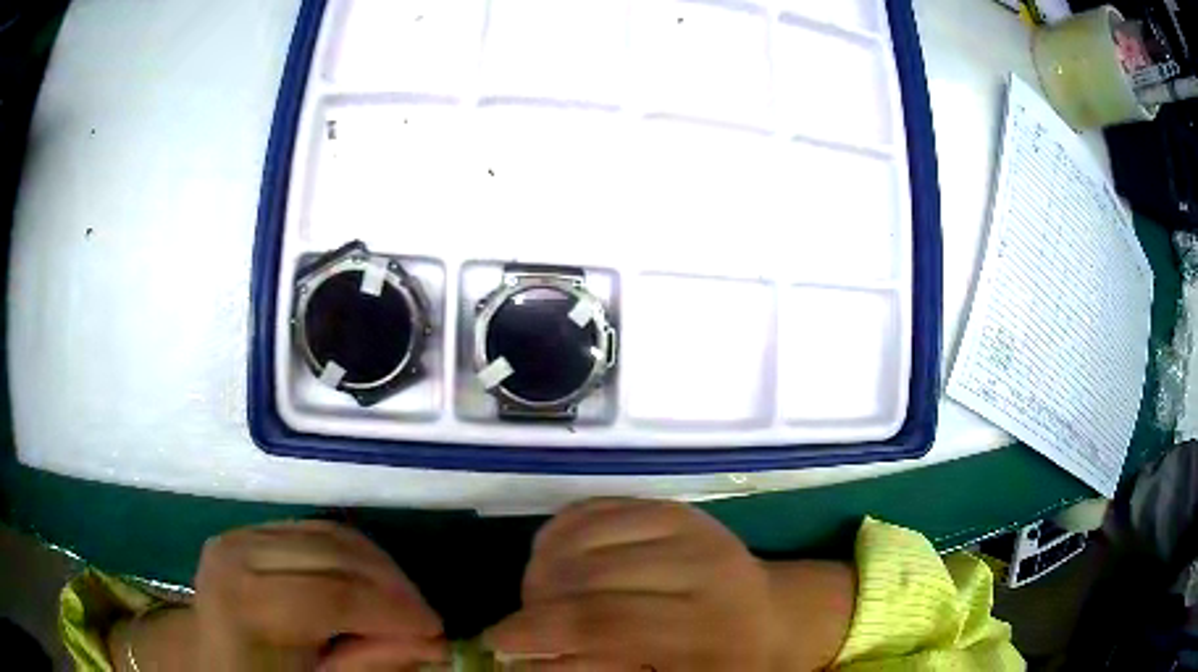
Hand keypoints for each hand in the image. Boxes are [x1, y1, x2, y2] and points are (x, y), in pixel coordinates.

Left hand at [193, 520, 445, 670]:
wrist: (205, 658)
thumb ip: (367, 664)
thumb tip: (433, 646)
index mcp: (245, 603)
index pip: (332, 594)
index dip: (392, 611)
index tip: (437, 632)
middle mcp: (238, 554)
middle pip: (334, 553)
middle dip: (393, 586)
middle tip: (428, 620)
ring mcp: (241, 533)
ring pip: (329, 532)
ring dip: (378, 566)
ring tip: (405, 603)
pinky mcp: (250, 529)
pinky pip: (315, 529)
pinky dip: (353, 554)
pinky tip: (371, 583)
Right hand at [484, 499, 777, 670]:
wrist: (770, 615)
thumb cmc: (723, 663)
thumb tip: (525, 666)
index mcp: (711, 626)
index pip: (605, 625)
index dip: (539, 634)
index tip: (497, 646)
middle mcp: (705, 569)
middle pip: (589, 581)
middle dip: (531, 605)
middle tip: (509, 628)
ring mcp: (689, 528)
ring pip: (582, 540)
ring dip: (539, 571)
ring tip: (534, 599)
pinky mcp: (673, 507)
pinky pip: (594, 510)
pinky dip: (557, 535)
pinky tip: (551, 562)